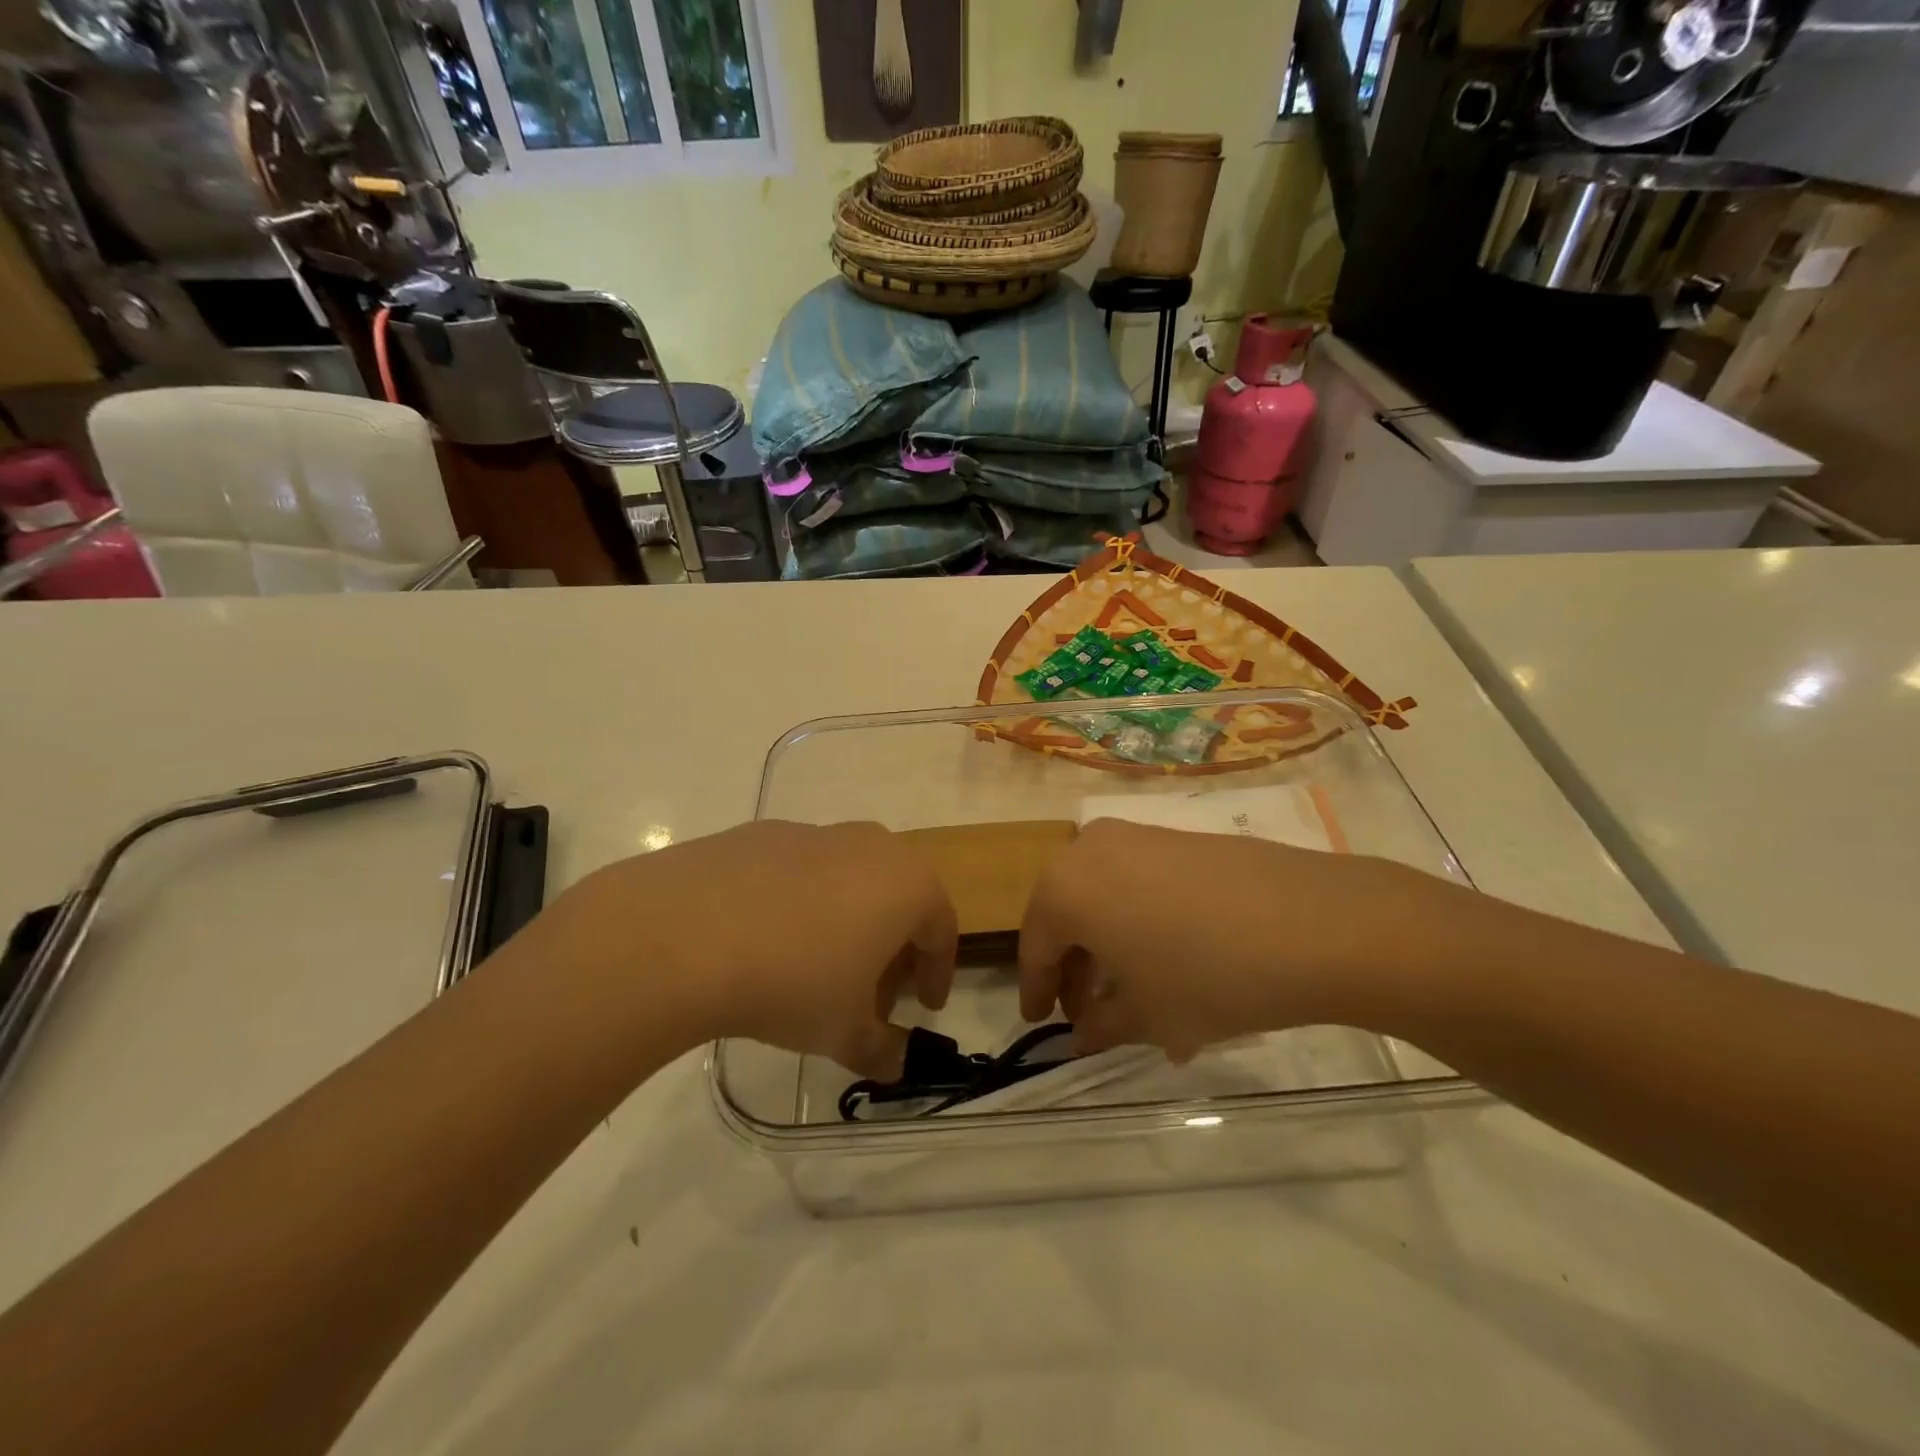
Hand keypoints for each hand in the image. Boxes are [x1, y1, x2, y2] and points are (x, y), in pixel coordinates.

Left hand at [554, 821, 956, 1079]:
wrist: (684, 933)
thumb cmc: (792, 982)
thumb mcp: (843, 1032)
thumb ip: (880, 1050)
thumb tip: (894, 1064)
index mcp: (908, 883)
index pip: (942, 930)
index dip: (938, 973)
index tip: (926, 1007)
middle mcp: (871, 845)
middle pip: (899, 897)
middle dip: (894, 947)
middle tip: (874, 994)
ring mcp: (815, 832)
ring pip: (851, 879)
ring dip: (850, 922)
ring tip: (819, 969)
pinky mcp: (763, 832)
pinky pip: (802, 871)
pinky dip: (802, 903)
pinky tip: (768, 940)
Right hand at [1018, 818, 1435, 1059]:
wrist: (1315, 923)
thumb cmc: (1208, 976)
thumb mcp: (1146, 1017)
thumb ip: (1100, 1026)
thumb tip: (1084, 1032)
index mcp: (1064, 889)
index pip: (1036, 947)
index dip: (1037, 991)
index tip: (1039, 1022)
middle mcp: (1089, 849)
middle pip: (1066, 915)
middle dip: (1074, 967)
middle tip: (1088, 1012)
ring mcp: (1137, 836)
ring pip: (1103, 896)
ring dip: (1108, 944)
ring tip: (1135, 993)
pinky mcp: (1179, 835)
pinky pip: (1139, 881)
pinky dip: (1139, 920)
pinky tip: (1171, 959)